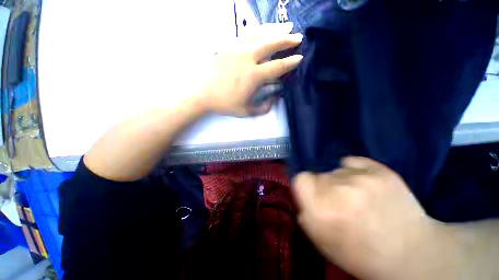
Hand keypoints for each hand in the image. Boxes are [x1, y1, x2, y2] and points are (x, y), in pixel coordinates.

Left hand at [202, 23, 302, 116]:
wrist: (202, 93)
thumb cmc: (224, 104)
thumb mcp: (246, 111)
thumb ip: (263, 107)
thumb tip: (274, 99)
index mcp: (254, 76)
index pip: (278, 66)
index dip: (291, 62)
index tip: (300, 57)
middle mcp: (248, 58)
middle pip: (272, 44)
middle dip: (287, 40)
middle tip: (298, 36)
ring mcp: (237, 49)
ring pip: (260, 34)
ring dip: (275, 29)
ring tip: (286, 26)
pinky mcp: (229, 45)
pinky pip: (247, 33)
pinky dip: (259, 29)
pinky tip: (264, 29)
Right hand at [292, 157, 446, 279]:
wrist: (410, 254)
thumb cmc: (358, 253)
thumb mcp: (321, 238)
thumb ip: (306, 210)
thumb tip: (304, 191)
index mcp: (320, 209)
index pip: (300, 178)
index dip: (306, 185)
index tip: (315, 194)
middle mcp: (336, 190)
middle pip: (318, 174)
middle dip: (324, 186)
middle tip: (339, 201)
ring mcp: (360, 178)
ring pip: (336, 170)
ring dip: (340, 181)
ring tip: (357, 196)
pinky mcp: (380, 171)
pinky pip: (353, 162)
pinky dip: (354, 170)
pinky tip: (365, 184)